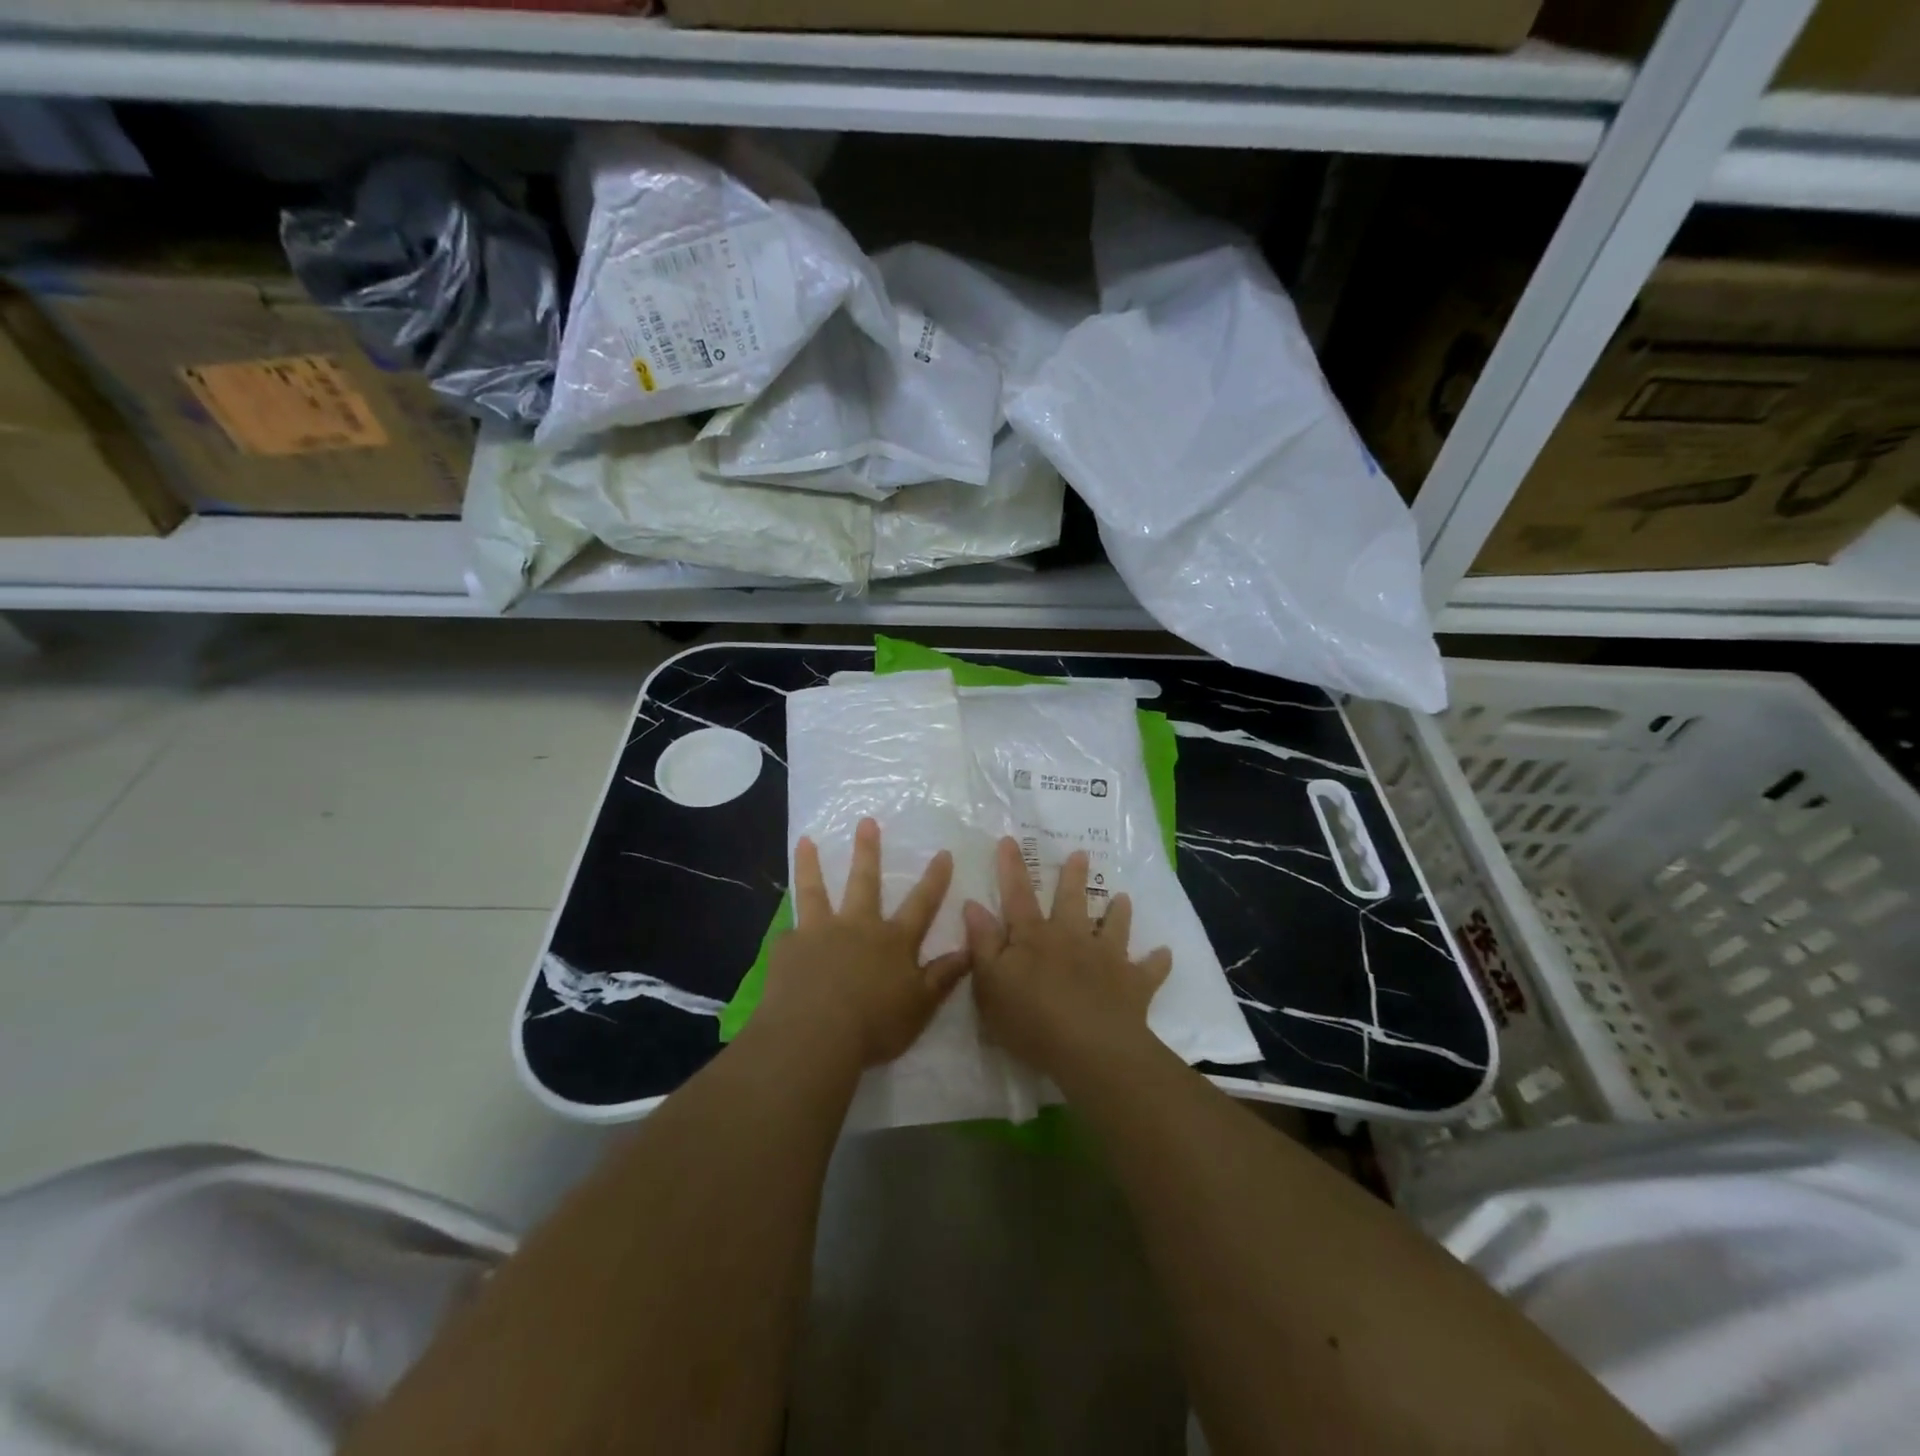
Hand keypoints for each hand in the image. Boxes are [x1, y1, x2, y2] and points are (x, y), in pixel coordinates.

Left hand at [756, 818, 969, 1069]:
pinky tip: (784, 935)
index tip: (943, 852)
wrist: (814, 1036)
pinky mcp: (788, 948)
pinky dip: (789, 933)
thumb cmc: (874, 1026)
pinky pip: (789, 936)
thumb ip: (943, 977)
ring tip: (805, 840)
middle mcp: (857, 927)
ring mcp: (819, 933)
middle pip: (864, 881)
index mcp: (893, 941)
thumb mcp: (920, 1006)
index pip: (921, 904)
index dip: (934, 879)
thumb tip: (969, 950)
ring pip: (815, 891)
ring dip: (810, 865)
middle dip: (868, 850)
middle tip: (865, 821)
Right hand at [964, 836, 1172, 1078]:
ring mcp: (1107, 958)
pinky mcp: (1133, 984)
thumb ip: (983, 943)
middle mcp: (1072, 938)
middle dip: (1073, 876)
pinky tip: (1165, 953)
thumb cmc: (1030, 1019)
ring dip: (1118, 912)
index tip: (1010, 840)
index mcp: (1035, 937)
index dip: (1011, 868)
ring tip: (1123, 897)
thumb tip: (973, 904)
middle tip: (1081, 853)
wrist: (1090, 1049)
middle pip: (1071, 901)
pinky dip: (1158, 961)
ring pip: (1114, 927)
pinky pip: (1150, 969)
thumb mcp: (990, 984)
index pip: (1018, 895)